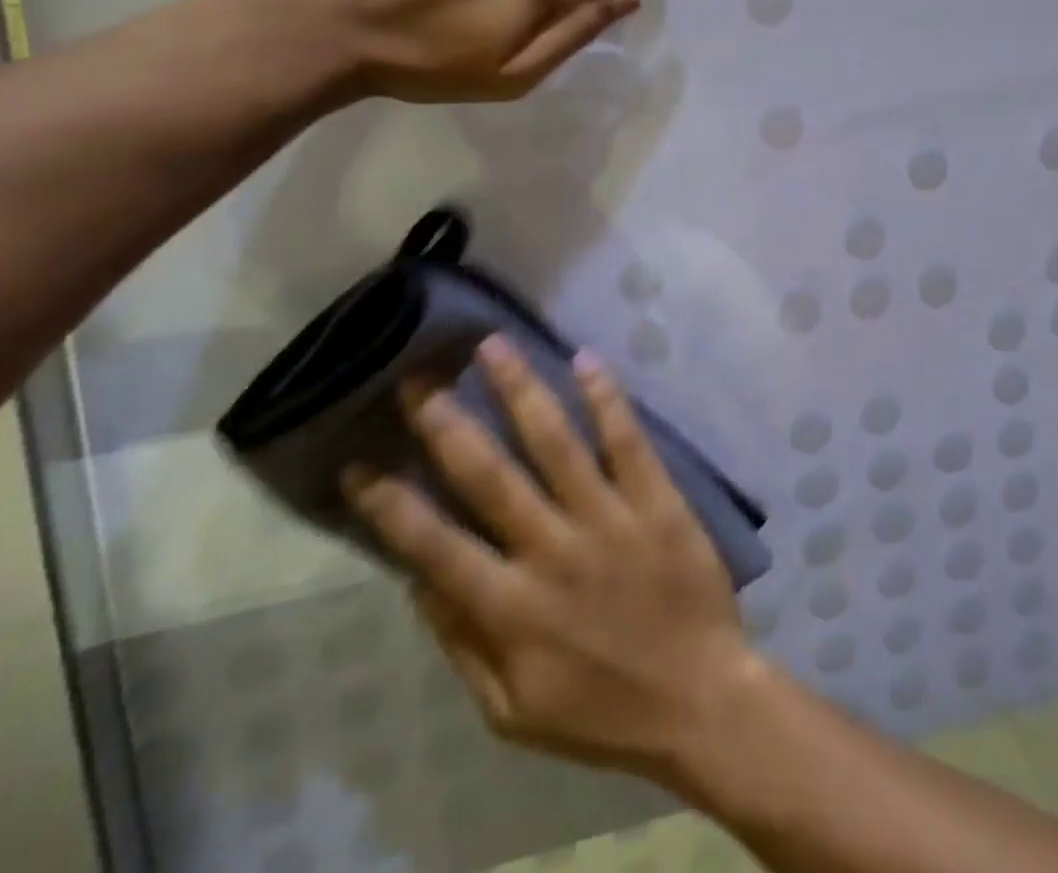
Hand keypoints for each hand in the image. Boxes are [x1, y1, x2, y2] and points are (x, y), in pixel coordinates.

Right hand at [343, 338, 758, 783]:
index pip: (434, 547)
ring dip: (520, 388)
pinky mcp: (657, 500)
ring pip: (555, 441)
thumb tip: (418, 579)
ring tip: (492, 345)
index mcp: (511, 609)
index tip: (358, 462)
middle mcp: (553, 550)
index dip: (390, 505)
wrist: (699, 701)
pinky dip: (605, 397)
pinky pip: (627, 440)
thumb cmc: (600, 712)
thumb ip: (462, 643)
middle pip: (490, 474)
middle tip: (419, 377)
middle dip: (447, 422)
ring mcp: (609, 518)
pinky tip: (585, 358)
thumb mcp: (511, 710)